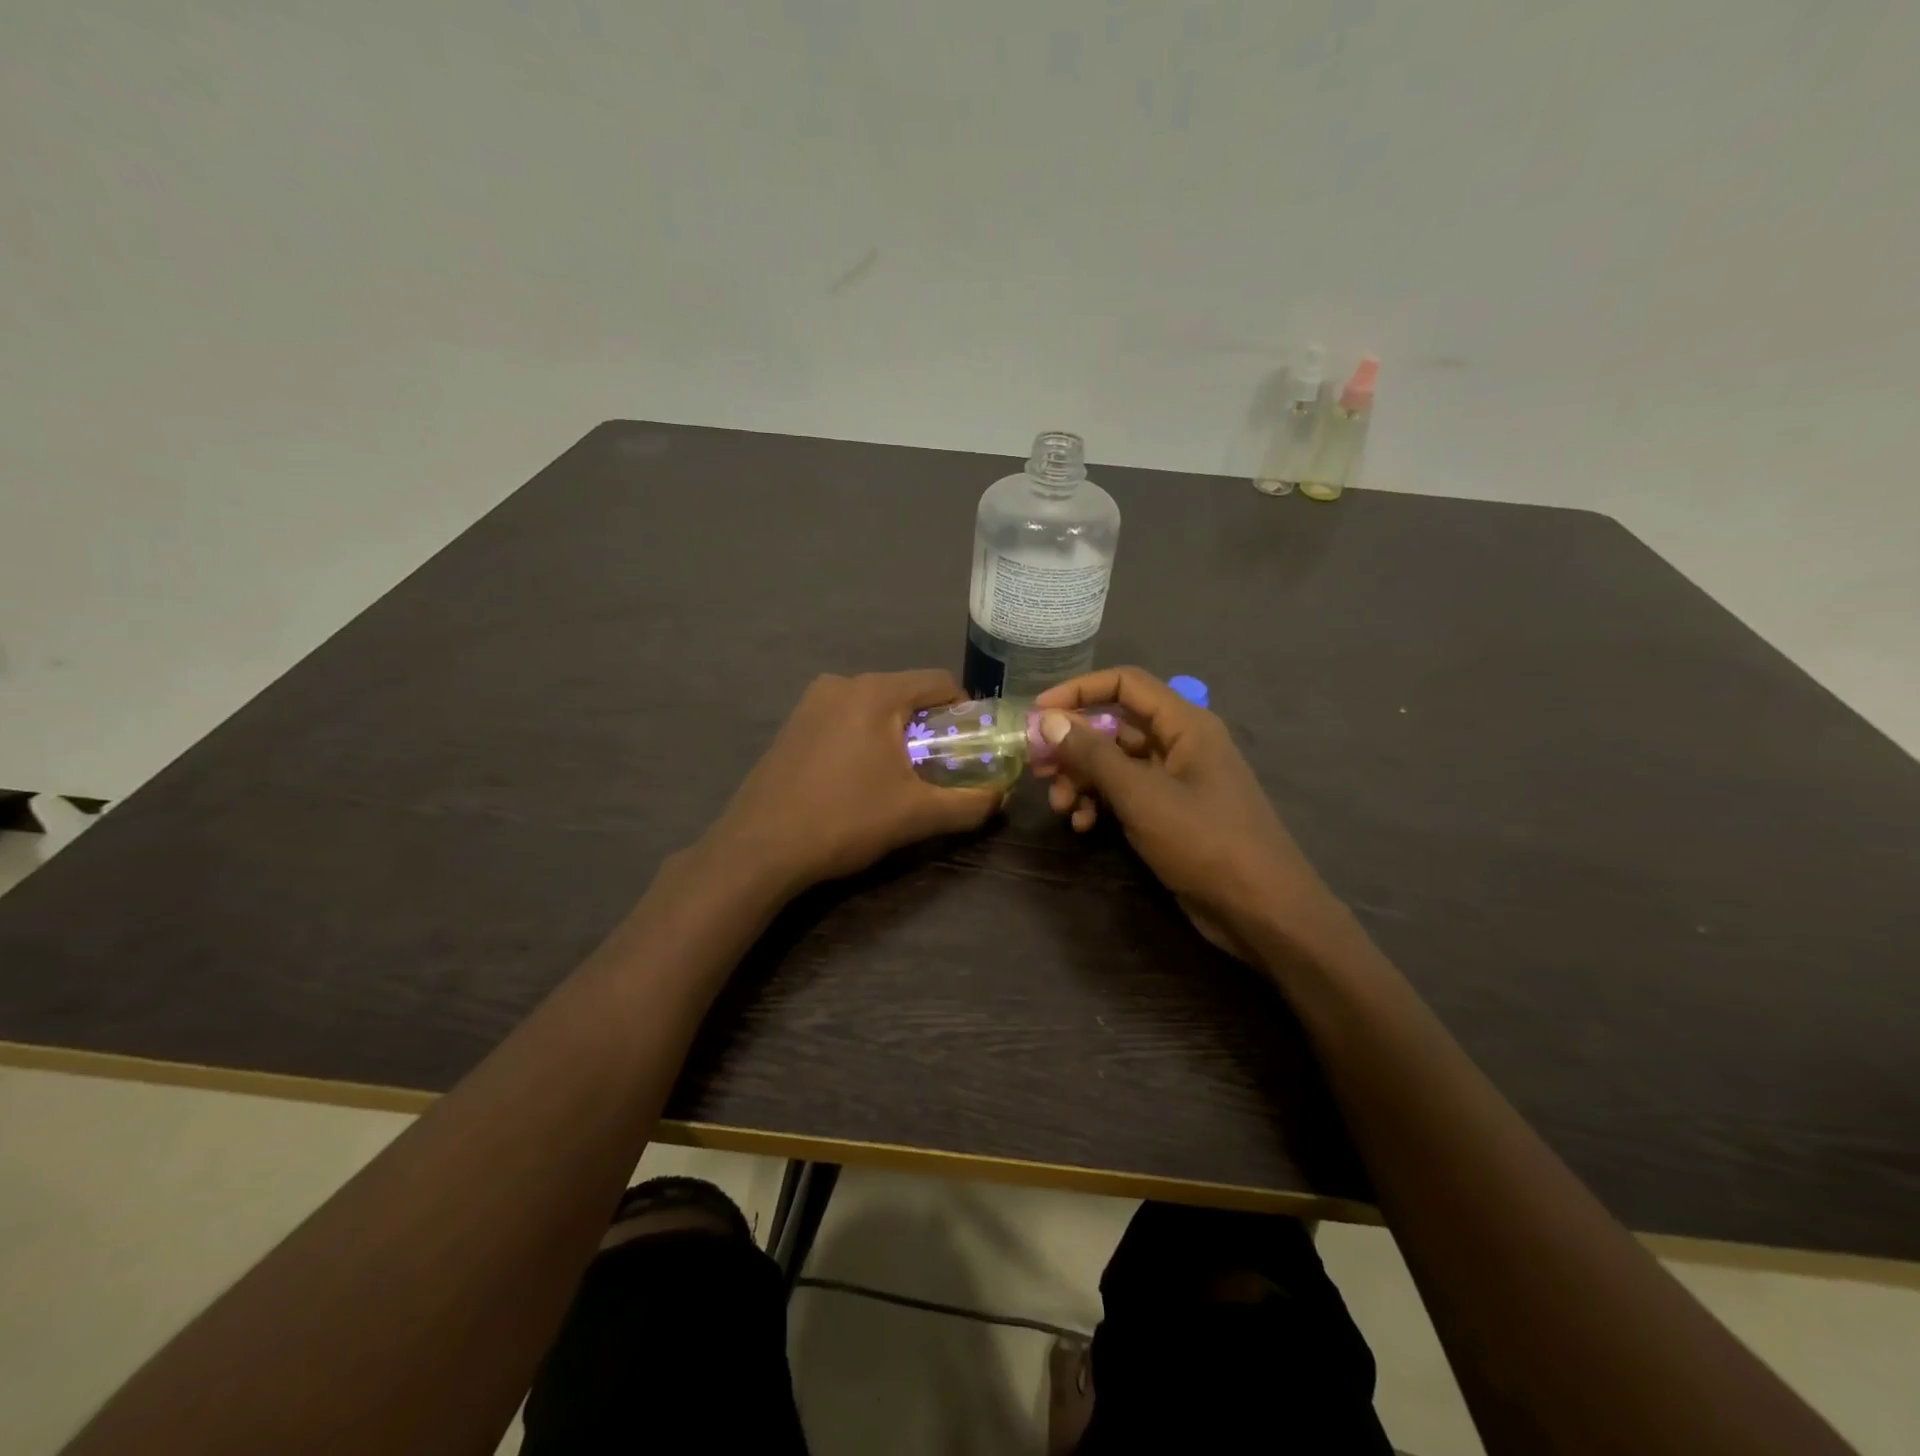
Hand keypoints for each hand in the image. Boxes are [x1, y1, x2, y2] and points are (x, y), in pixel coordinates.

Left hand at [701, 670, 1001, 895]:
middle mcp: (842, 683)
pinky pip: (846, 719)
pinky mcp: (793, 724)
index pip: (940, 682)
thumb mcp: (916, 815)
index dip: (966, 712)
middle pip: (907, 693)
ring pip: (875, 707)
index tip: (970, 748)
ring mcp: (811, 702)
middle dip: (930, 727)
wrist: (759, 849)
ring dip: (897, 734)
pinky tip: (859, 779)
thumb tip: (1001, 796)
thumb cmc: (844, 821)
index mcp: (875, 692)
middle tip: (939, 769)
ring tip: (899, 779)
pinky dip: (865, 738)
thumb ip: (969, 803)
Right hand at [1033, 667, 1346, 960]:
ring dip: (1083, 779)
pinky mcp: (1172, 813)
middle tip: (1039, 769)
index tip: (1039, 713)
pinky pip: (1127, 793)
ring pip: (1117, 763)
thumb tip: (1050, 719)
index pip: (1125, 684)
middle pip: (1115, 726)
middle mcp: (1181, 743)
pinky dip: (1101, 803)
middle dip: (1074, 746)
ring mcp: (1177, 780)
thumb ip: (1093, 755)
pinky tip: (1083, 825)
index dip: (1079, 690)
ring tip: (1060, 807)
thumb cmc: (1205, 842)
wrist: (1262, 911)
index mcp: (1185, 724)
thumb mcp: (1142, 795)